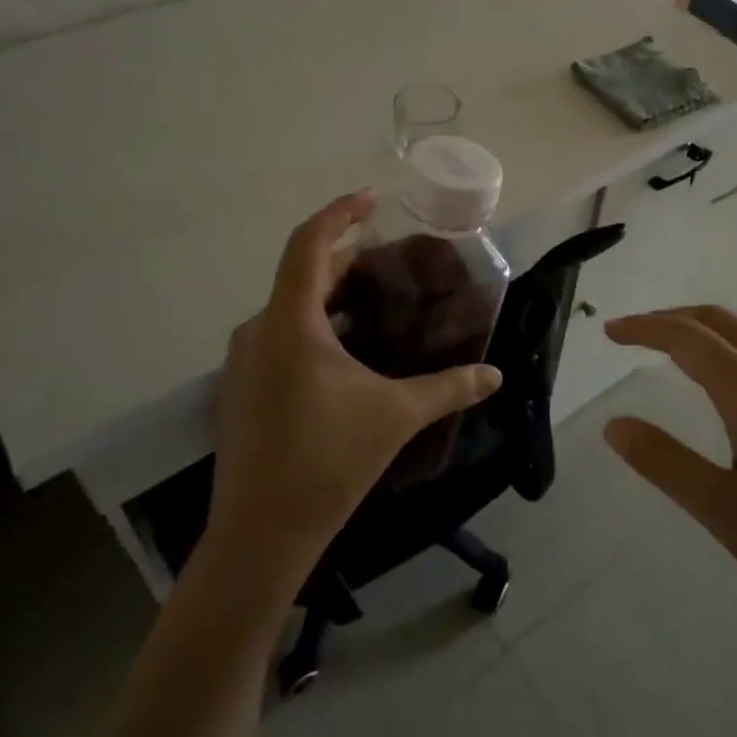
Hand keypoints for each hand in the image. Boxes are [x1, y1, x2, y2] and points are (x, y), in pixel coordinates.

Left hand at [204, 191, 502, 594]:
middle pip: (302, 274)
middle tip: (389, 260)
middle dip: (346, 259)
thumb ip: (449, 388)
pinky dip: (313, 327)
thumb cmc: (327, 462)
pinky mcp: (241, 390)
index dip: (339, 213)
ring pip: (289, 308)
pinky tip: (346, 353)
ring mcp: (243, 363)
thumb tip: (496, 375)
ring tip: (374, 302)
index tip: (372, 199)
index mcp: (290, 324)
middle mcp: (258, 332)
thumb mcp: (396, 416)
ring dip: (330, 296)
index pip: (309, 244)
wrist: (259, 537)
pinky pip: (279, 337)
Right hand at [603, 306, 736, 664]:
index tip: (611, 331)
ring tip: (686, 362)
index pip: (687, 337)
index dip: (644, 327)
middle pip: (725, 323)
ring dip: (714, 340)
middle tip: (639, 333)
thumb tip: (615, 424)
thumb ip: (664, 461)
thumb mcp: (721, 510)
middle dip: (677, 318)